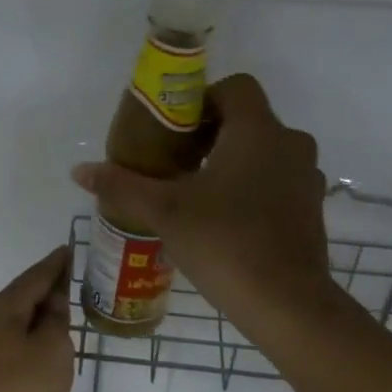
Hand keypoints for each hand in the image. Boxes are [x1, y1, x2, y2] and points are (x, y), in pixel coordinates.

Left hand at [0, 246, 74, 391]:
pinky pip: (8, 348)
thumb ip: (57, 323)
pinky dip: (28, 344)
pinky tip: (41, 358)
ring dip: (38, 321)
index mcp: (1, 309)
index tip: (71, 249)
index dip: (56, 264)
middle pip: (21, 299)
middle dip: (47, 292)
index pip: (35, 276)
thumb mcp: (52, 353)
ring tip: (64, 322)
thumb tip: (52, 306)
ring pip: (13, 325)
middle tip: (76, 286)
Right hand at [71, 74, 335, 340]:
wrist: (286, 304)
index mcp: (257, 131)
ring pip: (265, 153)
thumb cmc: (225, 242)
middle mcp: (290, 144)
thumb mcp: (165, 212)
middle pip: (248, 120)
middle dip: (212, 136)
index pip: (236, 87)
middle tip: (176, 164)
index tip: (175, 131)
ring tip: (197, 195)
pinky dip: (253, 189)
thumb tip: (80, 171)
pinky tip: (226, 222)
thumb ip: (123, 186)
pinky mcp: (312, 210)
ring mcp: (307, 178)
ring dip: (233, 164)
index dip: (203, 100)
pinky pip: (278, 183)